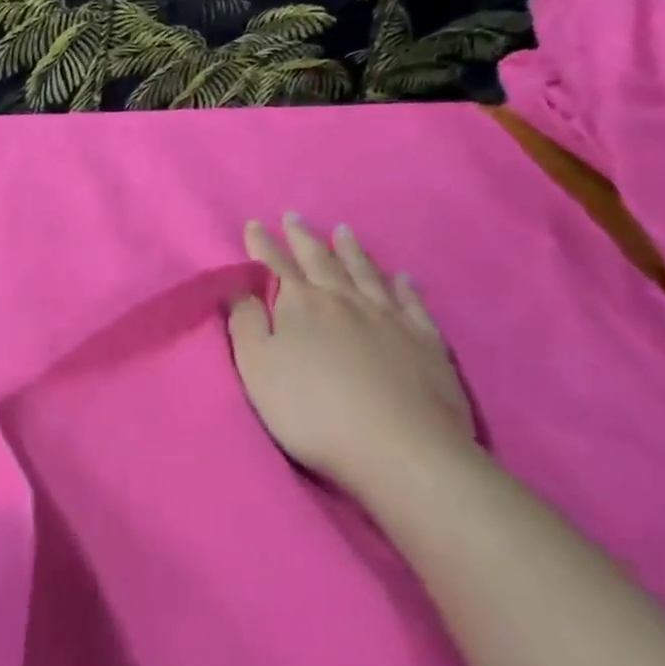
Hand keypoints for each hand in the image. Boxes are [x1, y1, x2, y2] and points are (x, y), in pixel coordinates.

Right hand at [228, 215, 477, 495]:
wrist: (401, 449)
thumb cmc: (314, 412)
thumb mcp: (259, 370)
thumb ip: (246, 324)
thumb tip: (239, 287)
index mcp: (302, 306)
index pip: (276, 266)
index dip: (262, 245)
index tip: (254, 224)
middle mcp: (344, 300)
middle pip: (320, 260)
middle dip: (303, 237)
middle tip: (294, 216)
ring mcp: (389, 318)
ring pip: (366, 273)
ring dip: (352, 250)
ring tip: (344, 231)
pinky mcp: (425, 342)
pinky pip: (412, 303)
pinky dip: (405, 286)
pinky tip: (404, 277)